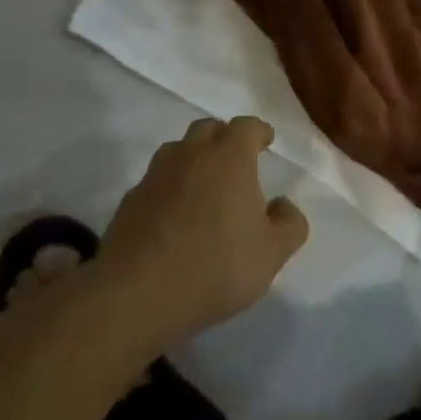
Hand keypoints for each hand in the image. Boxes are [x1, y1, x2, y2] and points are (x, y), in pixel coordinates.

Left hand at [100, 116, 308, 345]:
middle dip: (225, 138)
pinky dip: (170, 187)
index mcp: (229, 157)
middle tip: (237, 160)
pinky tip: (175, 215)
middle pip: (208, 129)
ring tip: (205, 184)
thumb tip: (283, 205)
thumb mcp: (272, 253)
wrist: (137, 293)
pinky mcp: (131, 200)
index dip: (258, 131)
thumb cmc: (216, 266)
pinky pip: (157, 181)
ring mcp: (156, 175)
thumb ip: (289, 224)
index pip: (246, 126)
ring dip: (194, 159)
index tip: (266, 141)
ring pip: (178, 151)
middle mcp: (191, 154)